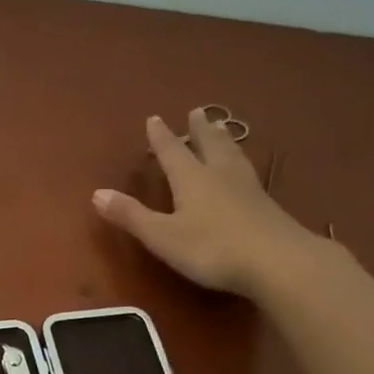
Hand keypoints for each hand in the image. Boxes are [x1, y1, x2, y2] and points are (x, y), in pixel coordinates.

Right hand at [93, 109, 317, 296]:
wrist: (277, 261)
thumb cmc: (211, 248)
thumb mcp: (162, 236)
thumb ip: (131, 215)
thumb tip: (97, 193)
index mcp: (191, 179)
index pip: (172, 152)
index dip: (161, 137)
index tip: (154, 118)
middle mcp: (220, 175)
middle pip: (208, 145)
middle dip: (199, 130)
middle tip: (197, 112)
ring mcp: (247, 189)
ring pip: (232, 156)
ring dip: (223, 140)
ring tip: (222, 129)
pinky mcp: (267, 206)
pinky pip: (248, 173)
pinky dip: (241, 162)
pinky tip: (246, 170)